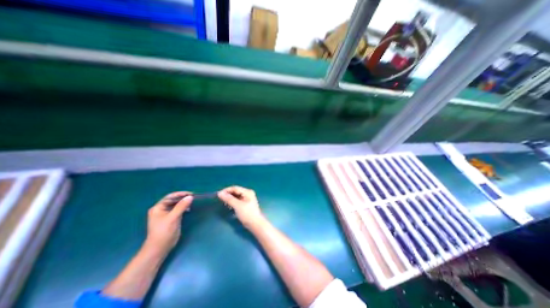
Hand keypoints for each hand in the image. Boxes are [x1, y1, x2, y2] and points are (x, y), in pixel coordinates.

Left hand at [144, 191, 192, 256]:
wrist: (160, 248)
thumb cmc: (164, 232)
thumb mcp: (173, 218)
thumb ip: (181, 206)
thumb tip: (190, 197)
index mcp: (158, 208)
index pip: (170, 197)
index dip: (180, 194)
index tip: (191, 193)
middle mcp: (161, 209)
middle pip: (173, 200)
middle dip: (183, 198)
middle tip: (193, 197)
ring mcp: (167, 214)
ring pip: (177, 204)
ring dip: (184, 202)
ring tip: (192, 202)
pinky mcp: (172, 218)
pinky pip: (178, 209)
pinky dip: (184, 207)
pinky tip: (189, 209)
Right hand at [218, 185, 263, 228]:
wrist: (255, 224)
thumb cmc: (247, 214)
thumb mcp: (237, 205)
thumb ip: (229, 199)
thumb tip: (220, 193)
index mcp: (247, 192)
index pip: (235, 188)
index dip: (226, 190)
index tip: (218, 194)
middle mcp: (248, 193)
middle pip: (236, 191)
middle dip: (228, 194)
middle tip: (220, 199)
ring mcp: (247, 198)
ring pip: (236, 196)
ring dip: (229, 198)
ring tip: (223, 202)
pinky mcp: (246, 204)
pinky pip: (237, 200)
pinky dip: (232, 201)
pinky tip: (229, 205)